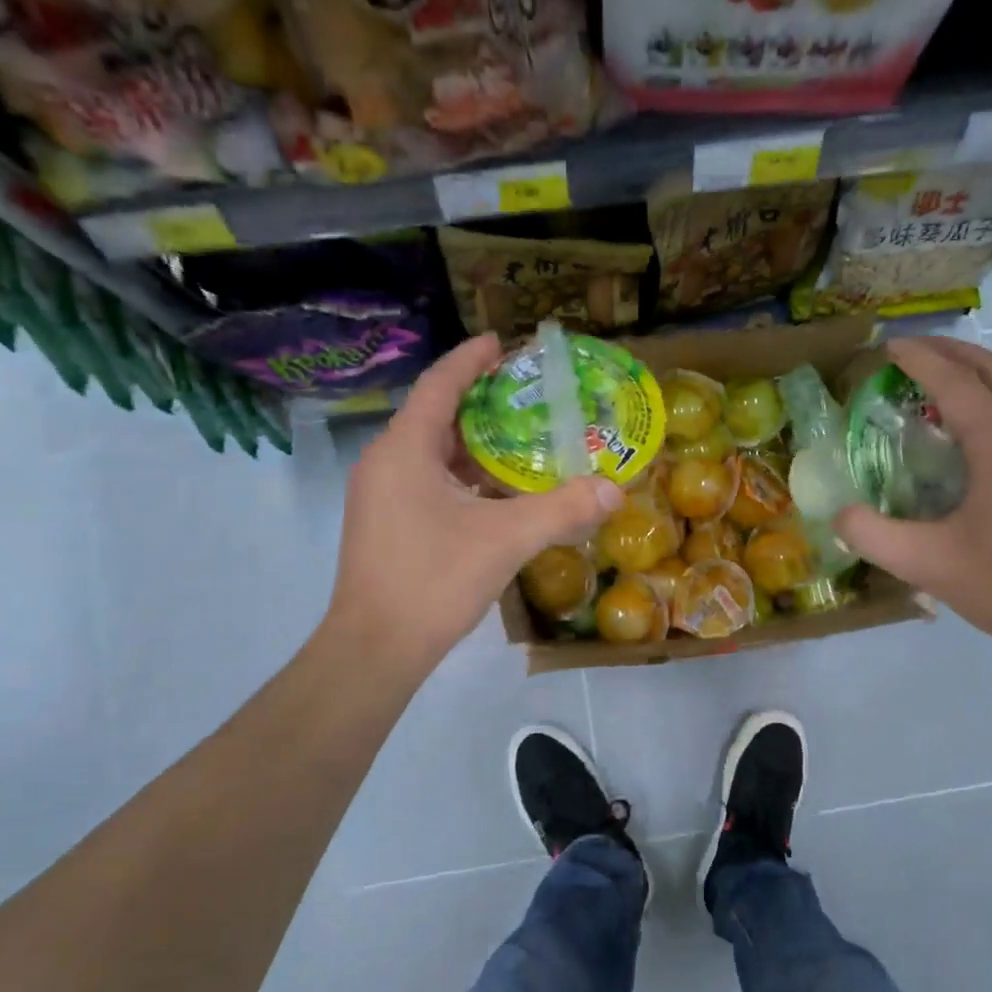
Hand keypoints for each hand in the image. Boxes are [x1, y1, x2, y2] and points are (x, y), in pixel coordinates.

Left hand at [321, 333, 622, 678]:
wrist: (375, 648)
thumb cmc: (433, 580)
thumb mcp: (505, 540)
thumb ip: (562, 510)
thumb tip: (615, 490)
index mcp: (405, 450)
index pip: (439, 385)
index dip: (471, 359)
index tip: (502, 342)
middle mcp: (386, 463)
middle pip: (436, 416)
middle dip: (481, 402)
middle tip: (528, 395)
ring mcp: (381, 495)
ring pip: (432, 453)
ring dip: (474, 444)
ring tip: (523, 439)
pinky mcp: (386, 524)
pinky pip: (428, 481)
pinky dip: (463, 476)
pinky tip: (498, 491)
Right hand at [835, 337, 991, 653]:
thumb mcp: (927, 565)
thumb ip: (872, 535)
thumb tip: (838, 514)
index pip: (955, 383)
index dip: (919, 360)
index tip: (887, 347)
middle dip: (952, 352)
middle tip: (912, 350)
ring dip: (979, 372)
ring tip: (942, 378)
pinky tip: (980, 426)